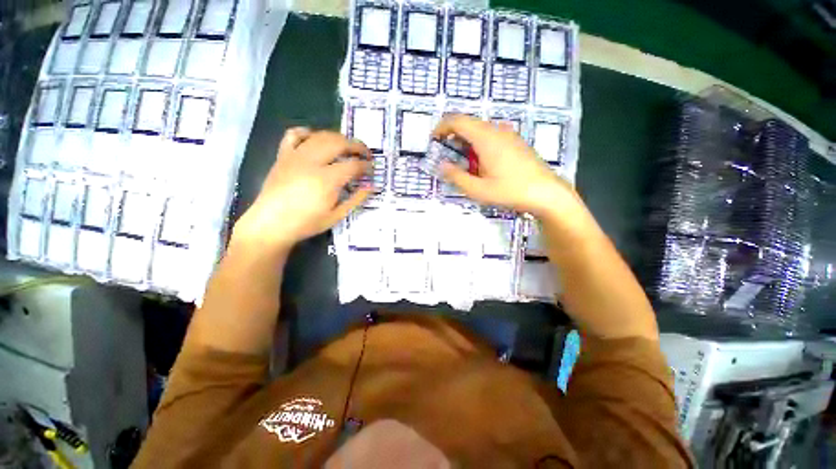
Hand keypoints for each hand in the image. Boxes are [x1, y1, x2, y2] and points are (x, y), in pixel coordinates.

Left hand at [233, 128, 371, 251]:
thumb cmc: (307, 223)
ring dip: (338, 138)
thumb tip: (371, 186)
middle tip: (365, 154)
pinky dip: (308, 133)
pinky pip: (294, 134)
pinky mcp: (283, 155)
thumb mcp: (337, 215)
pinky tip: (316, 139)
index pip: (354, 165)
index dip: (367, 166)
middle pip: (340, 143)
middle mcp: (313, 162)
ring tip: (346, 147)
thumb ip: (356, 199)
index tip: (372, 170)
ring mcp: (296, 156)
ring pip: (321, 136)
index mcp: (328, 179)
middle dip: (357, 146)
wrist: (271, 223)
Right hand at [433, 115, 577, 217]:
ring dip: (466, 143)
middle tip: (447, 157)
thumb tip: (441, 165)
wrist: (546, 193)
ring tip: (464, 165)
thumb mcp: (478, 189)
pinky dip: (479, 145)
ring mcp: (509, 134)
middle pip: (468, 124)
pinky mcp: (515, 141)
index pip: (457, 121)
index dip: (441, 127)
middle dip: (453, 138)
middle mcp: (497, 130)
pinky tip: (482, 165)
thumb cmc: (510, 191)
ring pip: (480, 131)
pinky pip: (491, 136)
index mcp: (486, 137)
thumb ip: (456, 176)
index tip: (433, 141)